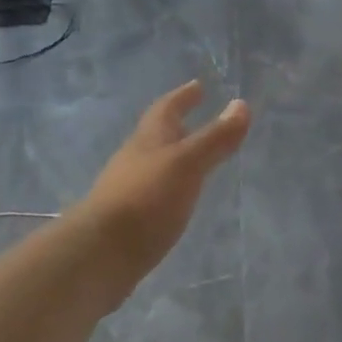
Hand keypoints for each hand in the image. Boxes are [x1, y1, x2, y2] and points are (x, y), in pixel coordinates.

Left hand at [79, 81, 249, 282]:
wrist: (99, 255)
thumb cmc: (146, 199)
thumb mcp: (187, 164)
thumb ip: (215, 137)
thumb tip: (241, 104)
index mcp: (149, 139)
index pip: (166, 108)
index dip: (183, 96)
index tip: (198, 85)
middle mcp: (136, 159)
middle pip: (157, 135)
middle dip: (178, 125)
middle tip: (198, 118)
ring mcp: (129, 190)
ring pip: (155, 164)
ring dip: (174, 157)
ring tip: (195, 159)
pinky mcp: (129, 220)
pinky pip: (154, 194)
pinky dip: (170, 188)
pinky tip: (180, 199)